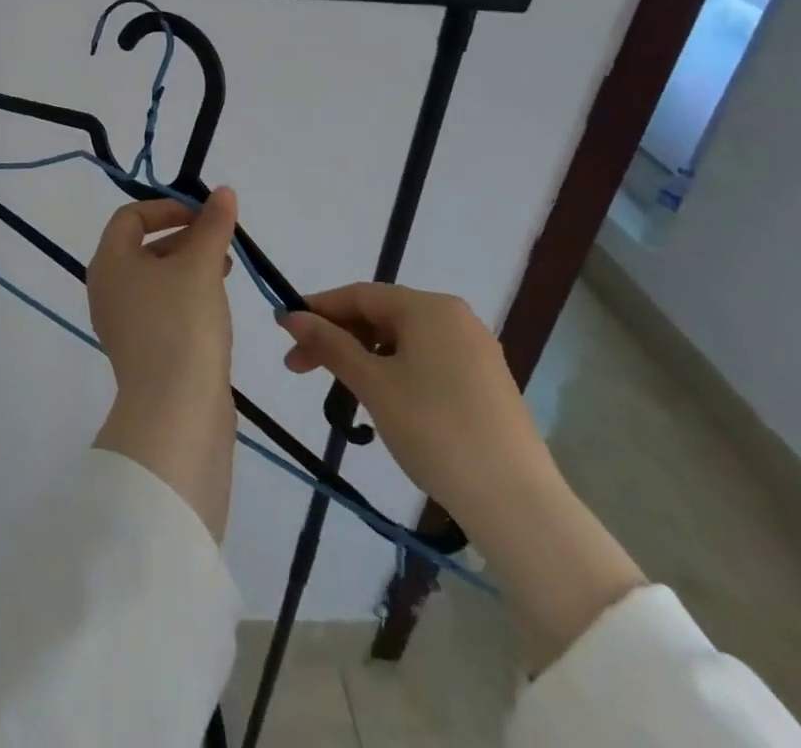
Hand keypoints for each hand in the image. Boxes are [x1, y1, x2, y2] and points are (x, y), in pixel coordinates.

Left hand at [87, 190, 238, 405]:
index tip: (204, 213)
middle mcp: (106, 289)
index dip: (167, 207)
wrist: (175, 413)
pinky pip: (161, 309)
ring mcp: (121, 324)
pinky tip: (216, 304)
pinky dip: (186, 296)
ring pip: (155, 279)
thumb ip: (212, 225)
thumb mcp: (201, 265)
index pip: (131, 216)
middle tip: (222, 240)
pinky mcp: (142, 352)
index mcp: (109, 262)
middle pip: (143, 247)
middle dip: (184, 237)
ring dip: (189, 266)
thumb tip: (223, 192)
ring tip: (226, 270)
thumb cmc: (182, 323)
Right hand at [276, 284, 552, 529]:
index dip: (318, 310)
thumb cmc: (434, 430)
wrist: (517, 504)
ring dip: (363, 358)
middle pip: (381, 316)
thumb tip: (290, 316)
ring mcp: (475, 351)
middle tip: (300, 368)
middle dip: (337, 338)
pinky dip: (394, 372)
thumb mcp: (372, 384)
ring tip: (340, 390)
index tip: (284, 333)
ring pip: (402, 341)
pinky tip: (382, 401)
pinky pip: (426, 361)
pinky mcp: (485, 383)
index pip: (360, 295)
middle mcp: (455, 318)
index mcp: (429, 308)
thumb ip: (329, 344)